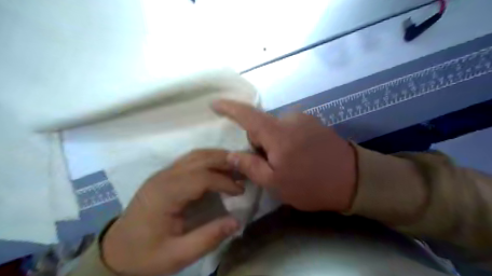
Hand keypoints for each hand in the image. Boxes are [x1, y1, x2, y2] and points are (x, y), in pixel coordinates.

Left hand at [102, 151, 243, 275]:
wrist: (115, 252)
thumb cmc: (145, 255)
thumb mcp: (177, 255)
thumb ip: (209, 238)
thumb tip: (237, 222)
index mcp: (166, 194)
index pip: (202, 177)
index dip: (224, 181)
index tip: (240, 191)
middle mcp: (164, 176)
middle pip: (200, 158)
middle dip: (225, 161)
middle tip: (244, 169)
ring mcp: (163, 173)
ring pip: (195, 155)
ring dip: (217, 157)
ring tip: (235, 166)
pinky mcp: (164, 175)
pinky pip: (190, 160)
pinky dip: (208, 160)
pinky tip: (218, 168)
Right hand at [212, 99, 358, 211]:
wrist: (355, 180)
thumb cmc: (310, 184)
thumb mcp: (275, 183)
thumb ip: (250, 166)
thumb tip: (231, 155)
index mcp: (277, 133)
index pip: (246, 115)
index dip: (229, 108)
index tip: (215, 103)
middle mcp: (289, 119)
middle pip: (261, 126)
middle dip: (259, 143)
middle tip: (271, 165)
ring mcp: (304, 119)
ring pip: (276, 129)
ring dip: (274, 143)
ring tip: (289, 163)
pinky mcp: (314, 123)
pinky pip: (290, 128)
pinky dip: (286, 140)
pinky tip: (300, 156)